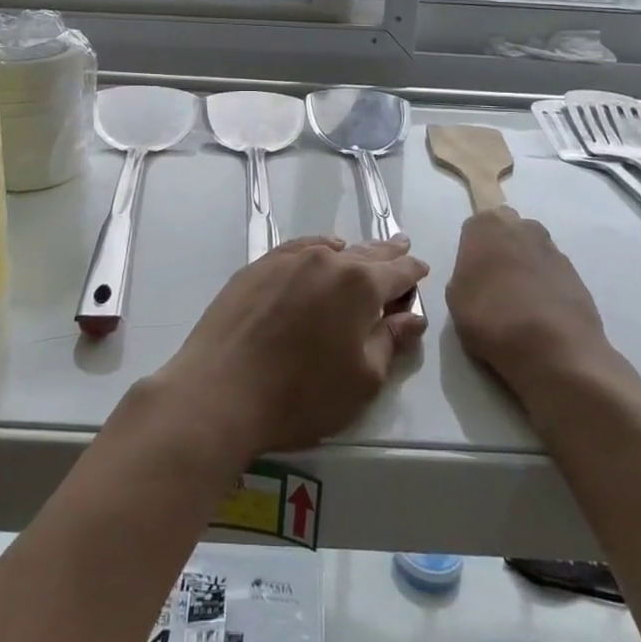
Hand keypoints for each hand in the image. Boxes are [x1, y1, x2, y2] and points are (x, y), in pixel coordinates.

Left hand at [159, 237, 429, 459]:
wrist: (219, 390)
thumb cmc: (300, 395)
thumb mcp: (362, 380)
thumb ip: (390, 342)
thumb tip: (411, 316)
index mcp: (358, 285)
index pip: (397, 272)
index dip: (412, 272)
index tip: (421, 269)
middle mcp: (325, 260)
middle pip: (365, 253)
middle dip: (387, 254)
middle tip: (402, 246)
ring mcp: (287, 260)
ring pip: (330, 250)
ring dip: (351, 253)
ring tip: (364, 252)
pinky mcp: (257, 267)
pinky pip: (298, 249)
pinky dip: (316, 249)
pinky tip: (320, 250)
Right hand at [447, 208, 609, 404]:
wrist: (555, 349)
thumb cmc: (492, 317)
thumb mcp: (455, 297)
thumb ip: (466, 274)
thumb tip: (479, 275)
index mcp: (488, 225)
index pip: (476, 226)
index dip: (473, 251)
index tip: (472, 275)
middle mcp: (523, 228)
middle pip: (508, 232)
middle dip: (502, 251)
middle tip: (494, 286)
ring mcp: (554, 250)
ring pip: (532, 253)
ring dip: (526, 269)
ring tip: (519, 306)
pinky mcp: (577, 276)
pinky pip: (552, 275)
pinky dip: (546, 289)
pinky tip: (540, 317)